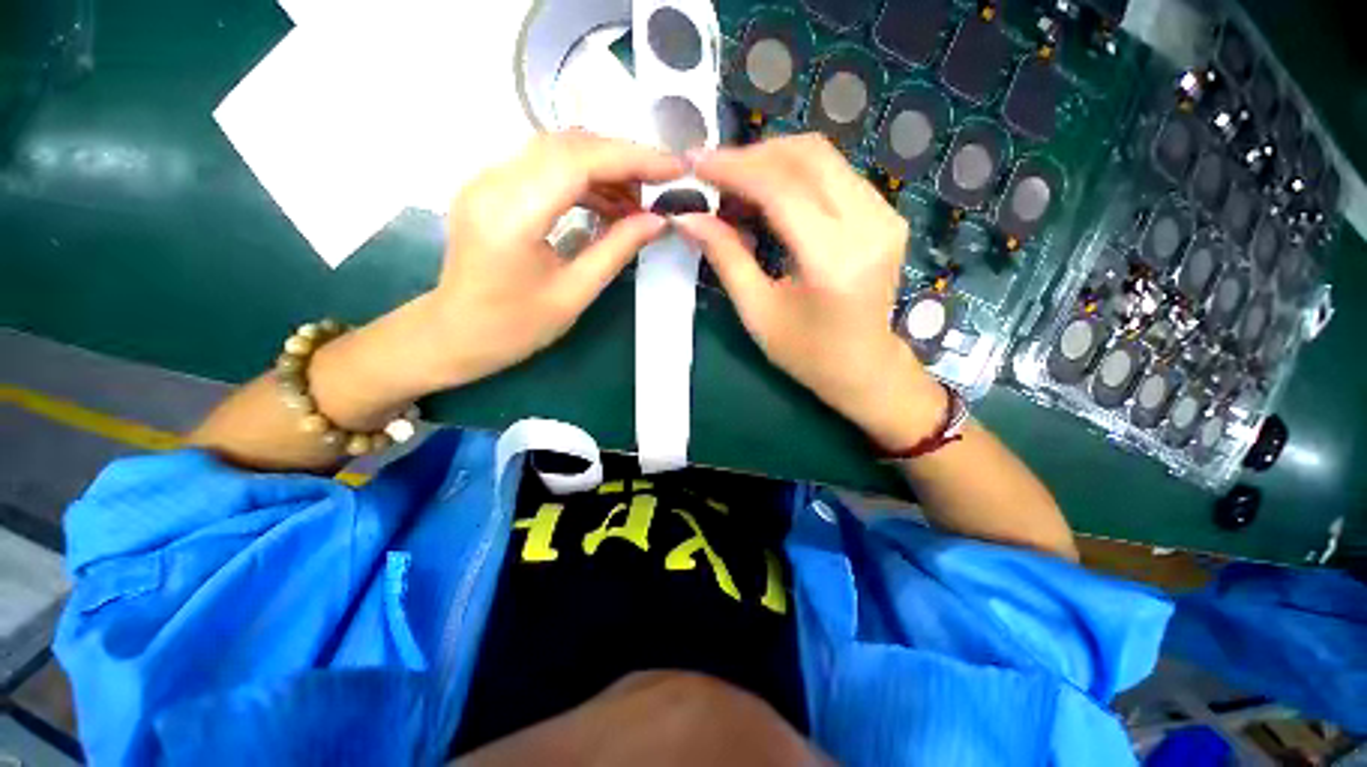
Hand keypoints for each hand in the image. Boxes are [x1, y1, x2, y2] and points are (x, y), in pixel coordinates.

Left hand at [428, 130, 684, 386]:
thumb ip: (617, 250)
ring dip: (603, 168)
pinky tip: (605, 203)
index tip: (674, 167)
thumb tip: (658, 221)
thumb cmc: (515, 327)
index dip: (632, 158)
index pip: (578, 161)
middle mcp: (493, 183)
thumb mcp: (575, 293)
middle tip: (658, 187)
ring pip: (556, 150)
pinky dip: (581, 178)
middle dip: (622, 159)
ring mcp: (486, 180)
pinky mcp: (491, 186)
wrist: (456, 333)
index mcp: (512, 216)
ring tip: (635, 203)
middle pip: (567, 145)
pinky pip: (543, 166)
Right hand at [673, 134, 943, 448]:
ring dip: (773, 162)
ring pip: (823, 157)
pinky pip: (836, 173)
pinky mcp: (887, 214)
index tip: (696, 163)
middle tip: (714, 175)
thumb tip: (687, 217)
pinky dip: (796, 174)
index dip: (734, 169)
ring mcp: (886, 215)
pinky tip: (770, 196)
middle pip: (807, 157)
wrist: (864, 367)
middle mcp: (869, 226)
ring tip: (736, 187)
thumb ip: (725, 257)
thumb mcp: (757, 311)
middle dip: (753, 156)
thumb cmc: (806, 353)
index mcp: (833, 261)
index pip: (782, 189)